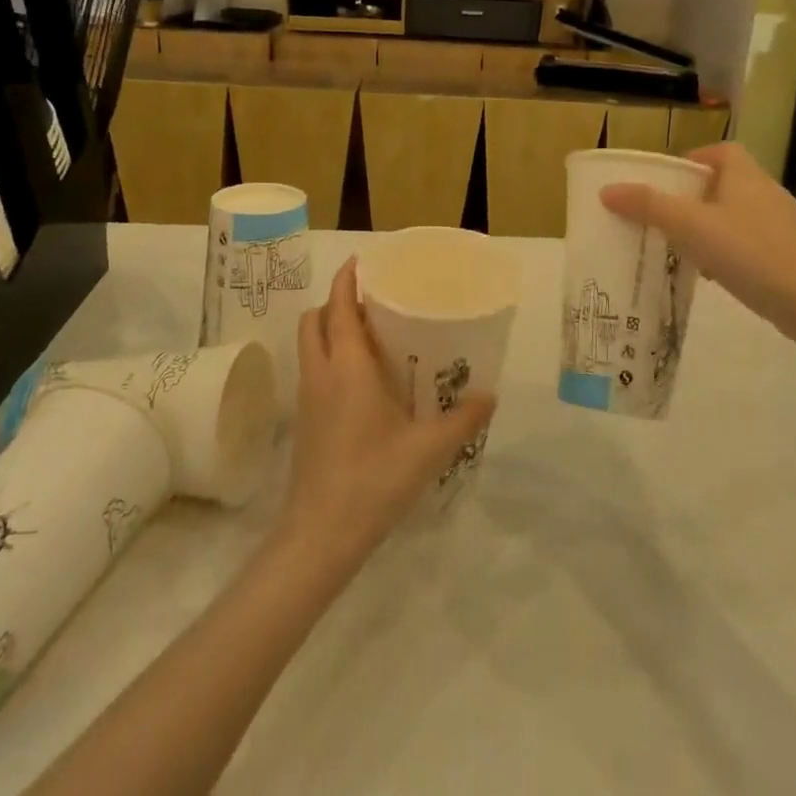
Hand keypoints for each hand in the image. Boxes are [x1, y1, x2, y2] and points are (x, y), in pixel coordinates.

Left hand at [279, 260, 495, 569]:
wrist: (321, 535)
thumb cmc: (374, 479)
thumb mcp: (429, 448)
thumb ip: (464, 419)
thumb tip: (491, 395)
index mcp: (348, 367)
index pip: (338, 306)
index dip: (347, 279)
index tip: (362, 260)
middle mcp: (322, 373)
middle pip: (314, 319)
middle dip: (336, 302)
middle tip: (373, 302)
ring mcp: (308, 398)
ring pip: (310, 345)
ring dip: (331, 330)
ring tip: (371, 336)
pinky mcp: (305, 421)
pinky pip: (313, 370)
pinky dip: (330, 357)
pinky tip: (363, 382)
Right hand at [599, 142, 795, 331]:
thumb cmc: (747, 252)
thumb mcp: (689, 226)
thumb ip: (648, 206)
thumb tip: (608, 190)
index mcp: (746, 176)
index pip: (722, 151)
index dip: (695, 159)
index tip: (670, 180)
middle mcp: (768, 193)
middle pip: (728, 183)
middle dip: (696, 196)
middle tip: (667, 214)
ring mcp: (783, 225)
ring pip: (739, 214)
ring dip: (712, 224)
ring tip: (684, 245)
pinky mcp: (790, 254)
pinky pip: (751, 241)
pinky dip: (729, 249)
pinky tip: (713, 272)